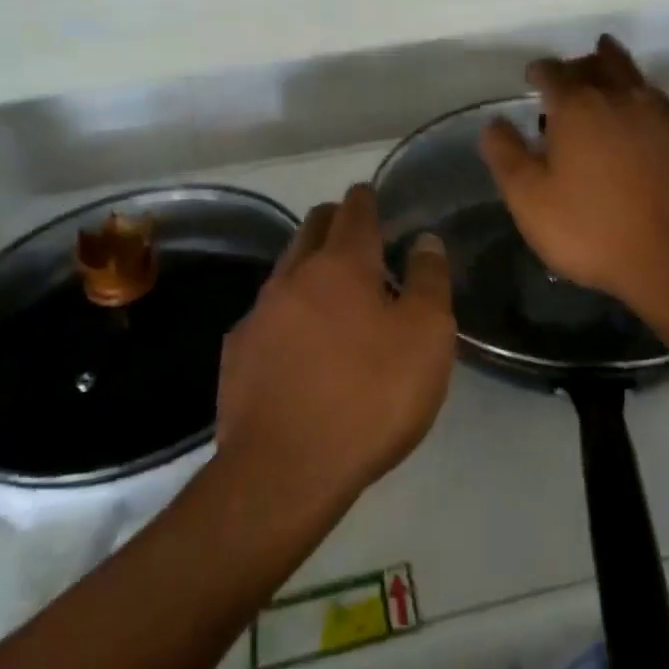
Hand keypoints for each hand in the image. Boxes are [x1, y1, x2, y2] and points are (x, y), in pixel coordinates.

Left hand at [215, 185, 454, 522]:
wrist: (284, 471)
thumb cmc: (369, 397)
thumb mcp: (426, 338)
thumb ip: (430, 280)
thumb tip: (425, 240)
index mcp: (342, 264)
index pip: (354, 210)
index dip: (366, 198)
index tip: (373, 197)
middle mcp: (295, 274)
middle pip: (312, 227)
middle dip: (334, 221)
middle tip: (358, 237)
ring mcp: (260, 312)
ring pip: (286, 267)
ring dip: (309, 265)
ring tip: (332, 290)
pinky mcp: (238, 350)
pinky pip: (266, 313)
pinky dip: (287, 311)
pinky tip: (297, 342)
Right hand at [479, 35, 668, 318]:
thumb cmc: (592, 229)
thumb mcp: (530, 200)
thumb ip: (507, 156)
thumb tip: (495, 122)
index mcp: (576, 108)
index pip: (553, 73)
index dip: (539, 71)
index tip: (531, 77)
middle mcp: (617, 98)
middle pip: (595, 64)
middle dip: (576, 64)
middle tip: (566, 72)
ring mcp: (656, 114)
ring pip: (631, 74)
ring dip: (613, 65)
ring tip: (604, 59)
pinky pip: (659, 97)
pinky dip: (643, 91)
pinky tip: (642, 102)